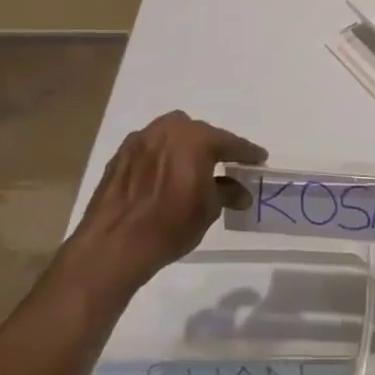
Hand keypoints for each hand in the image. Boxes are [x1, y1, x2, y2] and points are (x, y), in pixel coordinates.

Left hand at [56, 111, 265, 293]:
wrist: (114, 244)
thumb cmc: (171, 225)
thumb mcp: (209, 210)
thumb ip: (227, 192)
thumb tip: (241, 192)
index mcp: (196, 139)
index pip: (231, 142)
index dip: (248, 153)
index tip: (259, 159)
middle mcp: (168, 130)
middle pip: (200, 133)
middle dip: (214, 147)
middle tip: (225, 165)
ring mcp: (140, 139)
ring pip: (172, 135)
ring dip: (185, 148)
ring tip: (192, 168)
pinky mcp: (120, 155)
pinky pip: (151, 148)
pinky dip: (162, 156)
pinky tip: (164, 176)